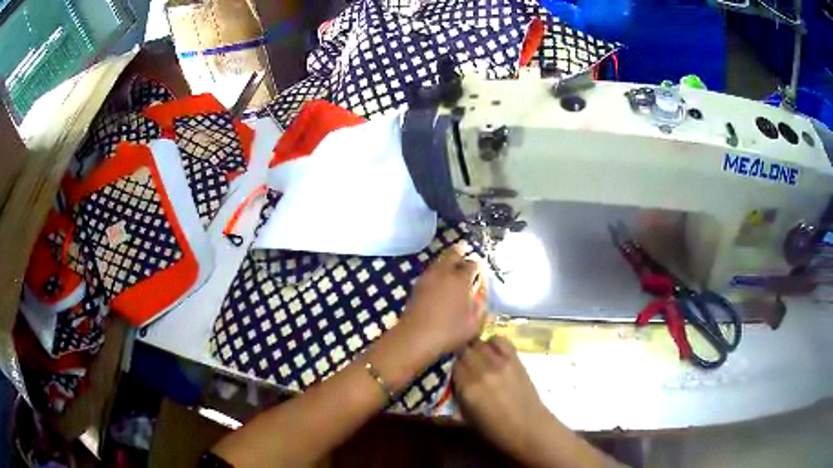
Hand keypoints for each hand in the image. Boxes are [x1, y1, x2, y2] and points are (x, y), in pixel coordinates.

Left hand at [398, 243, 484, 356]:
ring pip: (439, 261)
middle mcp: (444, 273)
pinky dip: (437, 270)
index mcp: (461, 279)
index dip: (478, 265)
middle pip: (453, 254)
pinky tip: (440, 279)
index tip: (480, 268)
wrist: (416, 337)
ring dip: (447, 259)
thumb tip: (481, 298)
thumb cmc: (449, 332)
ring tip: (453, 263)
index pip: (473, 264)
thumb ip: (481, 308)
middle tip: (465, 249)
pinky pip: (430, 271)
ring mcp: (428, 277)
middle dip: (461, 251)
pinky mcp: (417, 285)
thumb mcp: (474, 324)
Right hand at [453, 337, 552, 460]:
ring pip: (479, 342)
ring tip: (475, 358)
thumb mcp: (464, 419)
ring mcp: (500, 362)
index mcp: (467, 388)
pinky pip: (499, 340)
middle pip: (463, 349)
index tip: (447, 369)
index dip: (447, 364)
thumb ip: (452, 399)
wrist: (528, 428)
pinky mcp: (515, 359)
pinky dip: (492, 343)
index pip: (449, 363)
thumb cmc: (494, 430)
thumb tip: (437, 390)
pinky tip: (492, 353)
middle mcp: (482, 371)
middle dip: (458, 354)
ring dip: (474, 348)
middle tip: (459, 363)